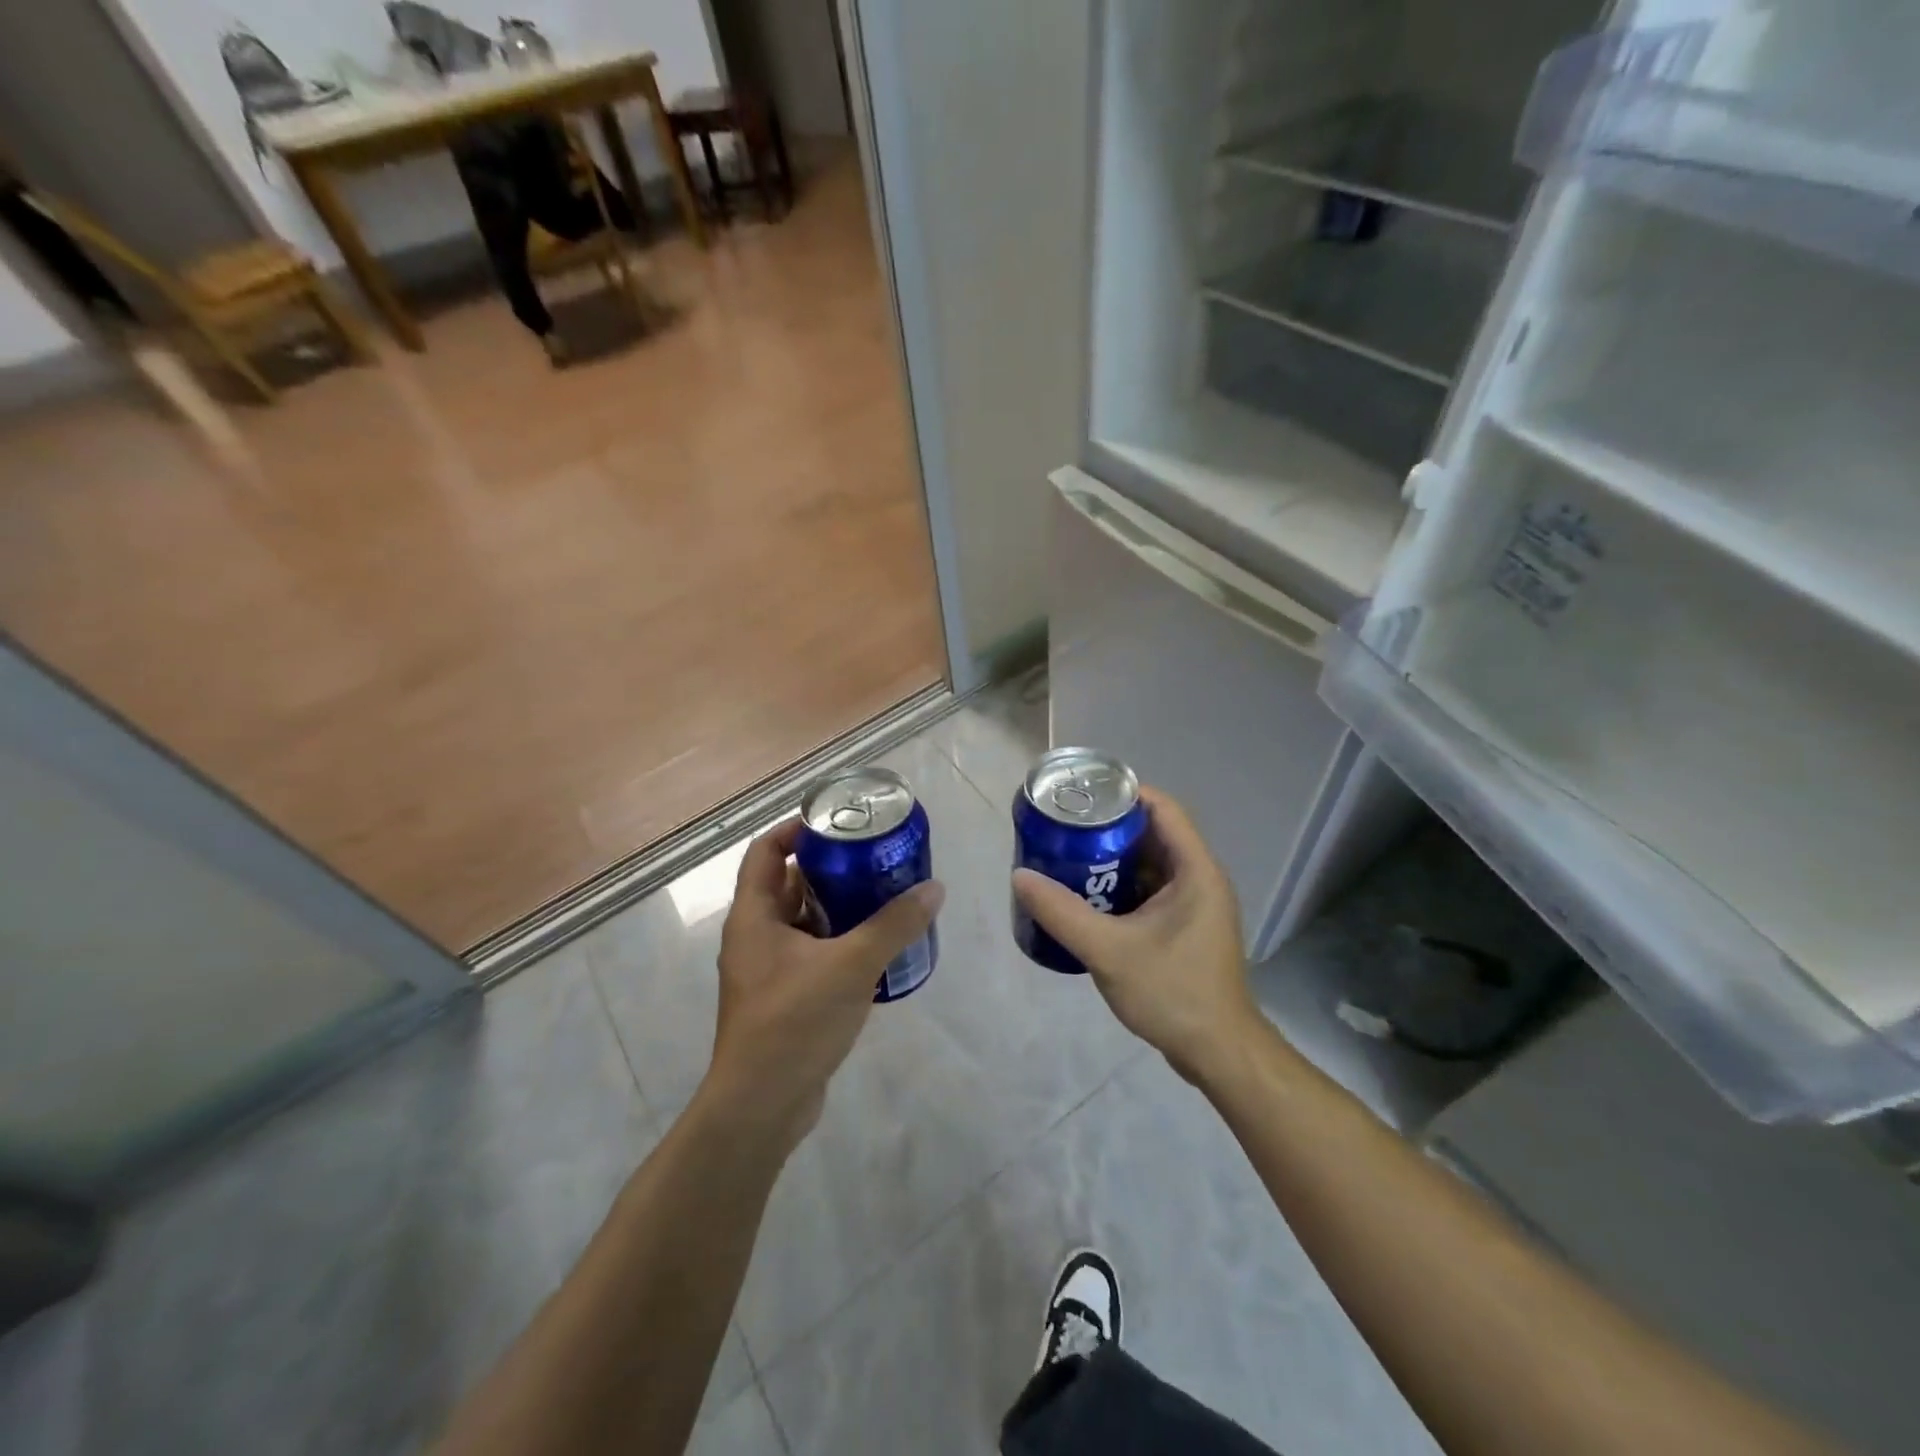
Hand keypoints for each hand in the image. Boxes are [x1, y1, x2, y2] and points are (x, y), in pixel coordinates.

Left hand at [704, 819, 944, 1146]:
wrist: (761, 1106)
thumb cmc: (794, 1021)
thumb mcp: (851, 964)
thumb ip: (894, 925)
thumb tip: (934, 889)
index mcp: (753, 916)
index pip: (766, 851)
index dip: (796, 829)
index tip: (838, 823)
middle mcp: (755, 937)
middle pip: (789, 884)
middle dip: (830, 868)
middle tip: (874, 858)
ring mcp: (767, 970)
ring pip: (803, 922)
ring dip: (839, 907)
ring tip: (884, 896)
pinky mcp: (784, 998)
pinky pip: (812, 954)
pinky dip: (839, 943)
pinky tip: (876, 947)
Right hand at [1012, 787, 1259, 1083]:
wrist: (1217, 1053)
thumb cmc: (1173, 993)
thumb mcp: (1110, 951)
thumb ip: (1062, 913)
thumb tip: (1020, 876)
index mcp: (1195, 871)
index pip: (1162, 809)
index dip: (1123, 793)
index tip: (1082, 794)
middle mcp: (1200, 878)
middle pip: (1153, 833)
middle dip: (1109, 826)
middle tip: (1064, 827)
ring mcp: (1195, 904)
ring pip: (1150, 863)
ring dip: (1113, 858)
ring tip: (1068, 856)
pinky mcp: (1186, 926)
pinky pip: (1151, 890)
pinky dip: (1121, 885)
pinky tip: (1087, 897)